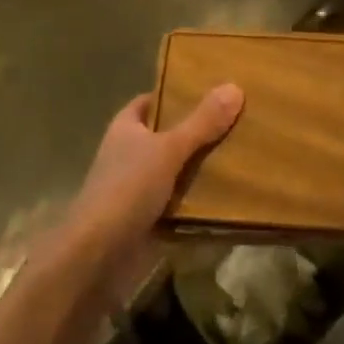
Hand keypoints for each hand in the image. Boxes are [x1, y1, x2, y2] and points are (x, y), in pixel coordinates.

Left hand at [60, 86, 243, 280]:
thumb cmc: (127, 188)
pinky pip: (181, 203)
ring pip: (177, 170)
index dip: (177, 93)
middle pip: (169, 135)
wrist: (99, 257)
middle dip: (198, 130)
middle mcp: (131, 154)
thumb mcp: (168, 149)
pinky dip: (201, 201)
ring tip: (244, 153)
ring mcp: (139, 188)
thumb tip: (234, 87)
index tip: (211, 89)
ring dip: (203, 167)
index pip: (153, 101)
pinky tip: (232, 195)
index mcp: (126, 128)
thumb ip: (201, 122)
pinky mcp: (150, 220)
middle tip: (238, 119)